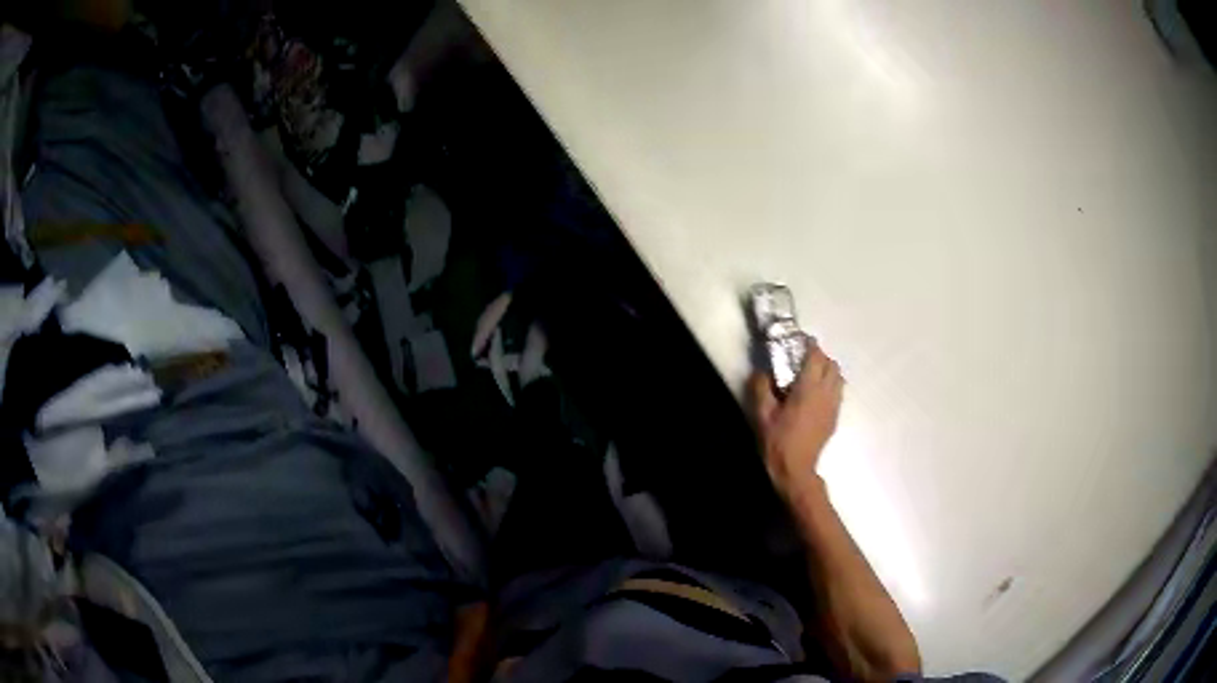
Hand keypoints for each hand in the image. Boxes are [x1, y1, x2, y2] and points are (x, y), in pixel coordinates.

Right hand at [748, 341, 843, 500]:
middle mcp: (826, 393)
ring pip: (838, 377)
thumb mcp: (762, 414)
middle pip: (831, 364)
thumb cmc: (778, 441)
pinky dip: (830, 385)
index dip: (809, 345)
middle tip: (802, 359)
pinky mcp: (835, 417)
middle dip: (819, 357)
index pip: (816, 356)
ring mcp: (833, 406)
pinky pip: (838, 392)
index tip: (799, 341)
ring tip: (810, 376)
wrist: (795, 469)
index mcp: (808, 388)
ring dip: (827, 371)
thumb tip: (761, 372)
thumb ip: (761, 388)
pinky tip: (815, 395)